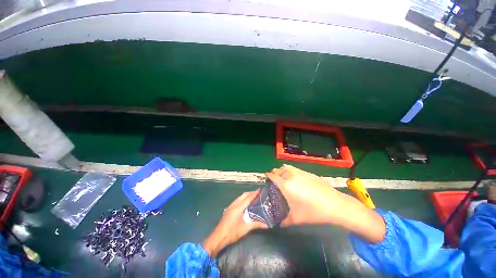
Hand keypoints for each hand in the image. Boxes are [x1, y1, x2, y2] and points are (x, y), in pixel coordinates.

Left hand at [202, 190, 266, 256]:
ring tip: (253, 196)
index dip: (254, 193)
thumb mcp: (245, 229)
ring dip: (246, 195)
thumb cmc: (232, 233)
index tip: (260, 189)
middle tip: (258, 192)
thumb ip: (256, 225)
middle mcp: (234, 204)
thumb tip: (266, 225)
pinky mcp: (229, 208)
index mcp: (239, 208)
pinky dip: (243, 198)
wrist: (219, 236)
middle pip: (244, 195)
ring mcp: (231, 206)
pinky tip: (245, 202)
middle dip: (251, 192)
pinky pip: (237, 200)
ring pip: (240, 197)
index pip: (248, 198)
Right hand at [267, 165, 384, 242]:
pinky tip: (295, 178)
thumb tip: (278, 224)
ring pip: (287, 167)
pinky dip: (291, 170)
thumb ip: (284, 221)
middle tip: (274, 179)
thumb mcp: (297, 219)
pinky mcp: (308, 173)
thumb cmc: (313, 212)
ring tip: (283, 177)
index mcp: (286, 185)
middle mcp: (291, 176)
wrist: (335, 205)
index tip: (266, 178)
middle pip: (279, 169)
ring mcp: (300, 173)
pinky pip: (295, 169)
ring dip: (282, 170)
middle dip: (274, 173)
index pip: (273, 176)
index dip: (268, 176)